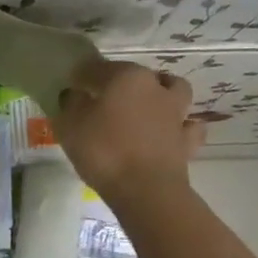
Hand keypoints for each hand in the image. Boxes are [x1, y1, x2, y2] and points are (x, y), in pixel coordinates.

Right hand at [56, 59, 203, 203]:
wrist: (146, 189)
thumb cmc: (103, 151)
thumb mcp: (70, 125)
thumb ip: (70, 104)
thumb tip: (75, 95)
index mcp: (125, 77)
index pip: (96, 67)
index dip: (80, 76)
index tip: (70, 88)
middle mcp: (154, 87)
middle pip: (135, 75)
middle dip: (119, 82)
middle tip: (103, 100)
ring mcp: (176, 113)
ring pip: (173, 90)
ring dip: (161, 93)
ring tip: (146, 107)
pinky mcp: (187, 140)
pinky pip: (187, 126)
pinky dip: (180, 126)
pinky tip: (169, 132)